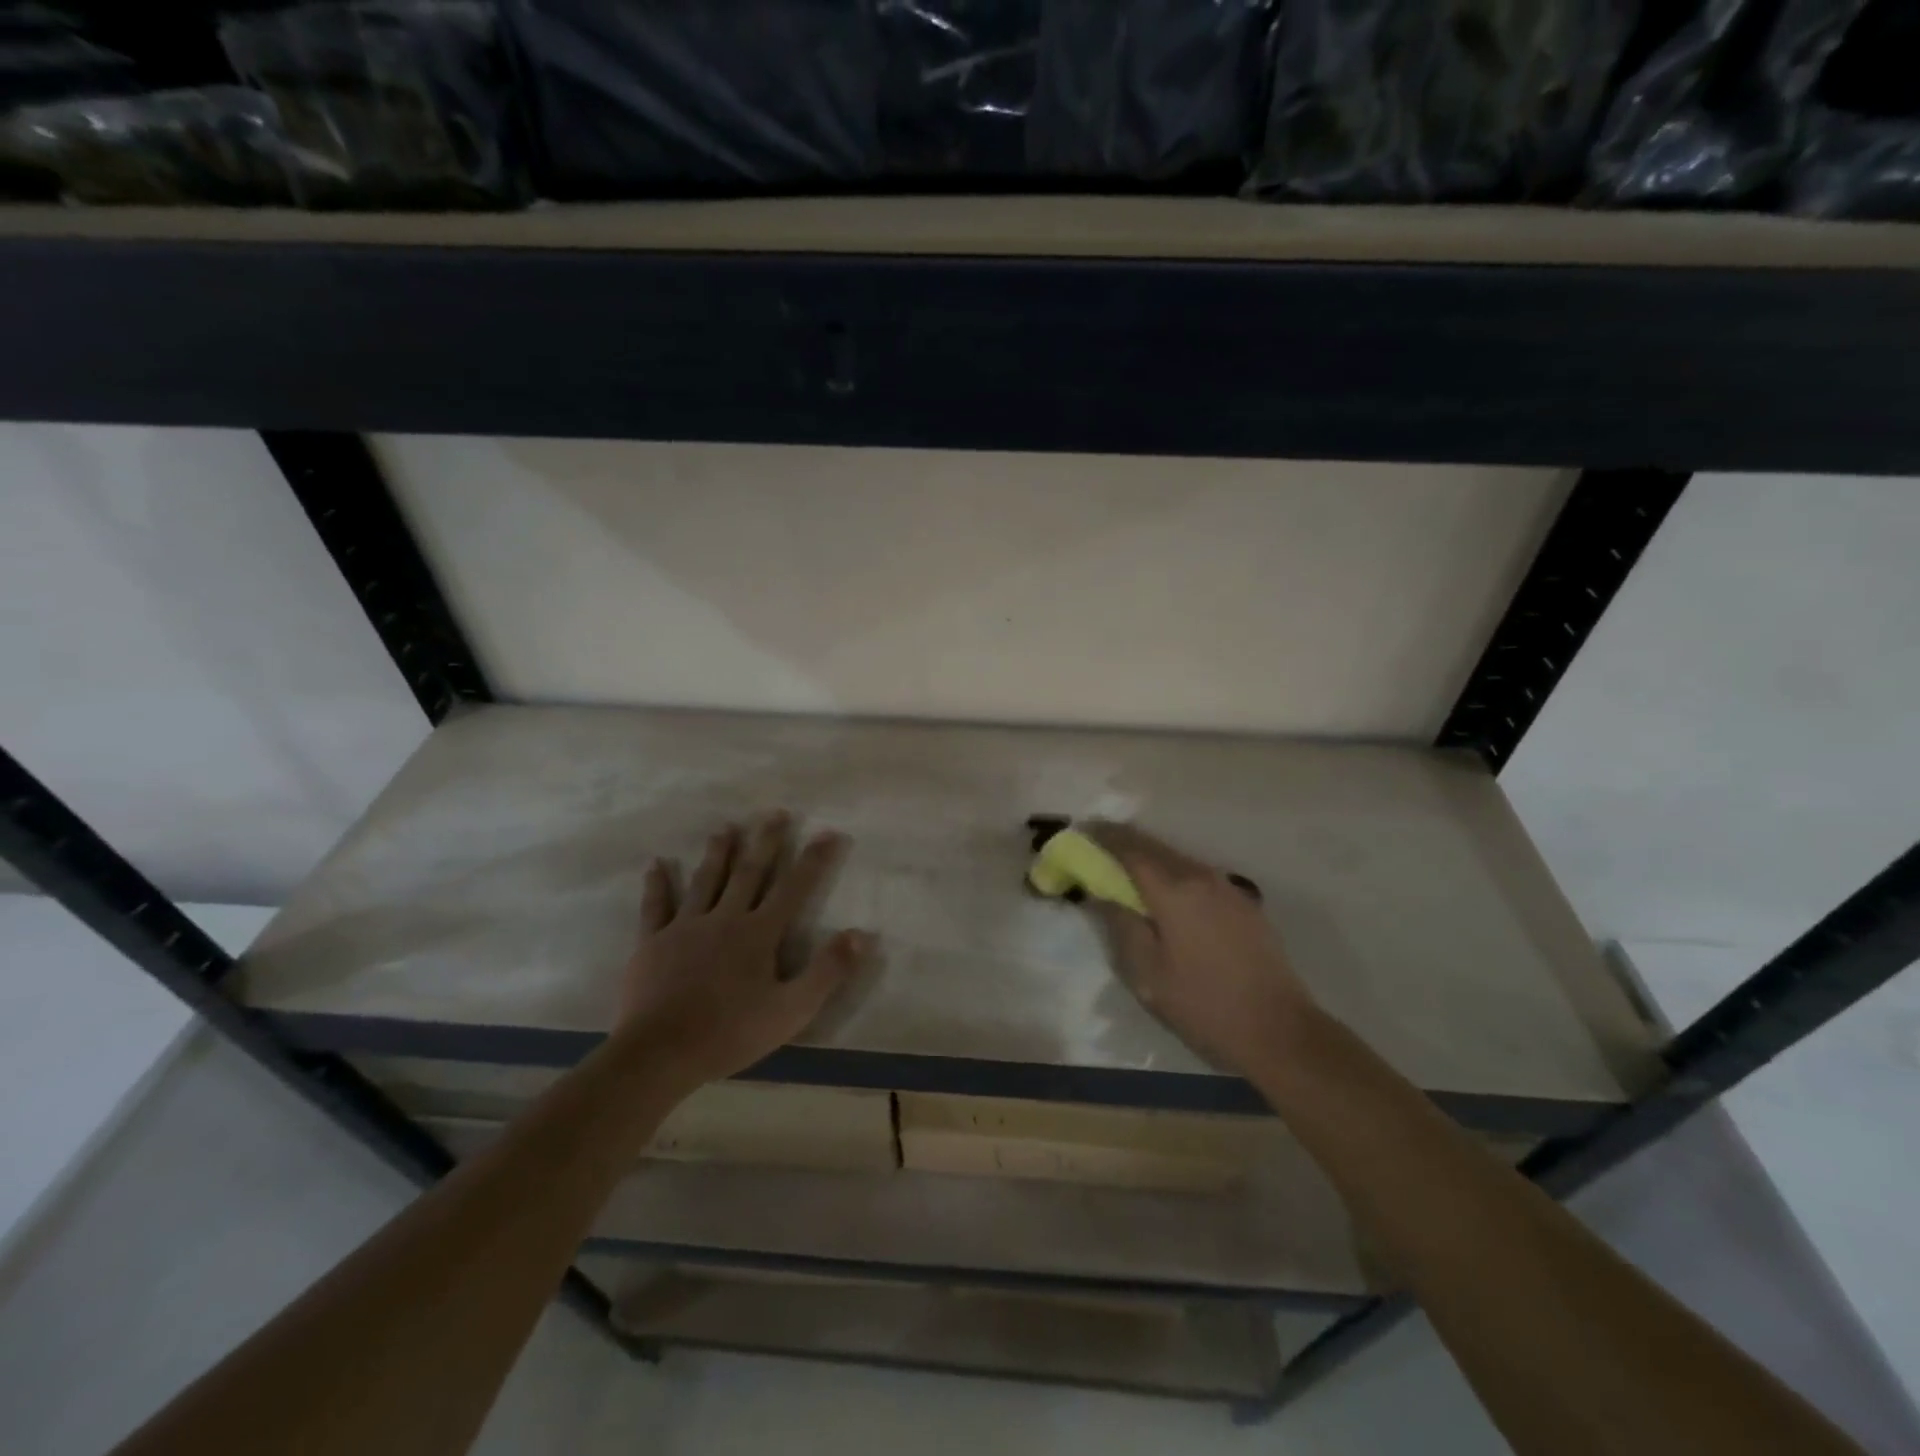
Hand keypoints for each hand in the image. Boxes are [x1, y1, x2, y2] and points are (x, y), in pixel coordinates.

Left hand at [616, 812, 875, 1094]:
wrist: (660, 1053)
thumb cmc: (731, 1032)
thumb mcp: (792, 1010)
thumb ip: (828, 970)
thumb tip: (861, 934)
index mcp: (759, 933)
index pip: (794, 888)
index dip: (814, 860)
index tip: (828, 832)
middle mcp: (725, 918)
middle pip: (750, 872)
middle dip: (766, 842)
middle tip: (776, 813)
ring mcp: (686, 927)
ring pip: (706, 880)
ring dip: (718, 852)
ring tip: (726, 827)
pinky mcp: (653, 942)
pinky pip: (656, 906)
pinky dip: (657, 884)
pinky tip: (656, 864)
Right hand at [1087, 822, 1316, 1079]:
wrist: (1279, 1030)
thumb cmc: (1204, 1005)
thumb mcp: (1147, 974)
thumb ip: (1121, 925)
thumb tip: (1103, 893)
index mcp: (1174, 891)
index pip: (1130, 850)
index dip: (1103, 837)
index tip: (1082, 830)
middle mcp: (1201, 877)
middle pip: (1155, 847)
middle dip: (1124, 841)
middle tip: (1098, 844)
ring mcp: (1227, 888)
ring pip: (1178, 859)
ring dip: (1150, 856)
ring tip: (1126, 867)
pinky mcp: (1243, 904)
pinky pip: (1197, 876)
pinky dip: (1173, 873)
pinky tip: (1166, 892)